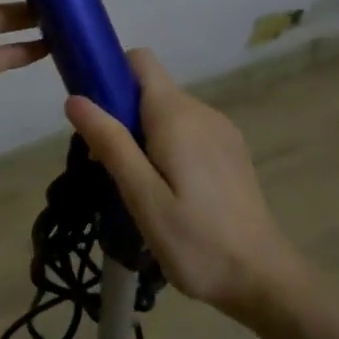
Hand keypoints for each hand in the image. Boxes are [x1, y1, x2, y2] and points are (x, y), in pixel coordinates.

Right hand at [65, 48, 308, 318]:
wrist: (263, 278)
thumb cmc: (196, 241)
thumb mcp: (143, 197)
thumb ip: (111, 143)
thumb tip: (75, 99)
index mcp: (177, 115)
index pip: (140, 60)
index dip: (111, 73)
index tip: (93, 113)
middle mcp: (201, 110)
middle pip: (150, 89)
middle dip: (121, 115)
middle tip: (108, 169)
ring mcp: (221, 129)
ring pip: (168, 112)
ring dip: (143, 135)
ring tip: (138, 188)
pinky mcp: (231, 150)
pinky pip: (188, 130)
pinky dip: (168, 146)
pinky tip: (169, 192)